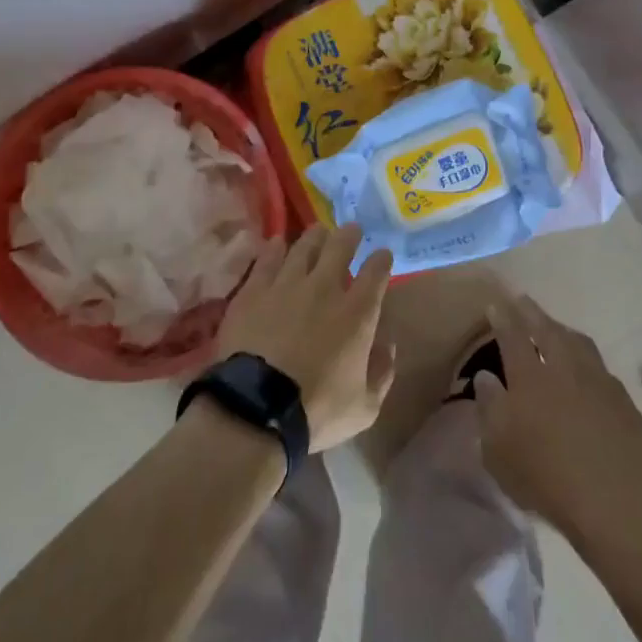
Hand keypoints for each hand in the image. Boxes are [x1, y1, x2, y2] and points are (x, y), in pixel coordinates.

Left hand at [214, 224, 395, 451]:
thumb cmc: (317, 411)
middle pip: (340, 247)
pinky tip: (278, 243)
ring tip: (318, 232)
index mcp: (358, 313)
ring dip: (315, 237)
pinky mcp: (254, 289)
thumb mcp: (364, 407)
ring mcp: (287, 284)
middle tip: (351, 230)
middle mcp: (325, 288)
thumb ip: (381, 374)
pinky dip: (275, 248)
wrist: (257, 407)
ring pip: (304, 246)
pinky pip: (268, 259)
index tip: (382, 254)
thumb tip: (387, 347)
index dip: (381, 260)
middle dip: (349, 235)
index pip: (376, 273)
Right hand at [474, 296, 641, 562]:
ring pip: (578, 343)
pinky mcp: (624, 401)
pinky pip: (601, 368)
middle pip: (547, 330)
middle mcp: (564, 369)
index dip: (503, 318)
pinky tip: (587, 370)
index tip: (496, 304)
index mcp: (529, 378)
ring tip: (554, 327)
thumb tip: (486, 377)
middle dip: (532, 313)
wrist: (615, 504)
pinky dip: (587, 360)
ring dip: (562, 330)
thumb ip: (489, 409)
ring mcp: (598, 382)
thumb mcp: (498, 452)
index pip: (512, 336)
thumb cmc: (546, 480)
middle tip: (523, 302)